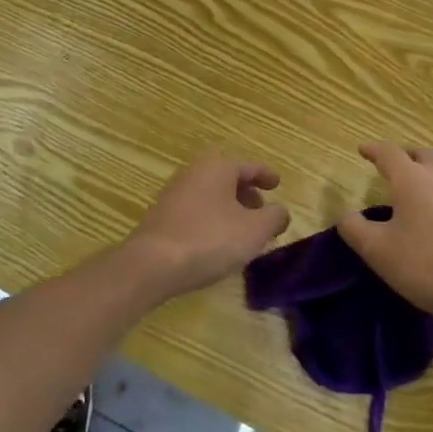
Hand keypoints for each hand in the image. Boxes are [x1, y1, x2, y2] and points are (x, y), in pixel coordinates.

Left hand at [122, 155, 291, 299]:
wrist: (152, 264)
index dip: (266, 175)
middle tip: (263, 212)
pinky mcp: (163, 216)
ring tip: (245, 232)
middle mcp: (195, 172)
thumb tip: (280, 212)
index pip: (249, 167)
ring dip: (231, 210)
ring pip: (213, 196)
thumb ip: (274, 217)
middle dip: (248, 195)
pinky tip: (219, 243)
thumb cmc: (210, 239)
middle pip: (229, 180)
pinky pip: (198, 211)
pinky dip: (214, 220)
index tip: (278, 184)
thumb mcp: (254, 230)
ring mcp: (175, 194)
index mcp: (218, 167)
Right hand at [339, 143, 432, 331]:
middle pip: (422, 155)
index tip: (363, 150)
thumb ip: (354, 229)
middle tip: (394, 166)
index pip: (388, 153)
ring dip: (429, 174)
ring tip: (419, 192)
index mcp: (411, 179)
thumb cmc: (427, 265)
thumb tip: (345, 215)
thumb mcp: (378, 251)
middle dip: (405, 156)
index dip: (373, 150)